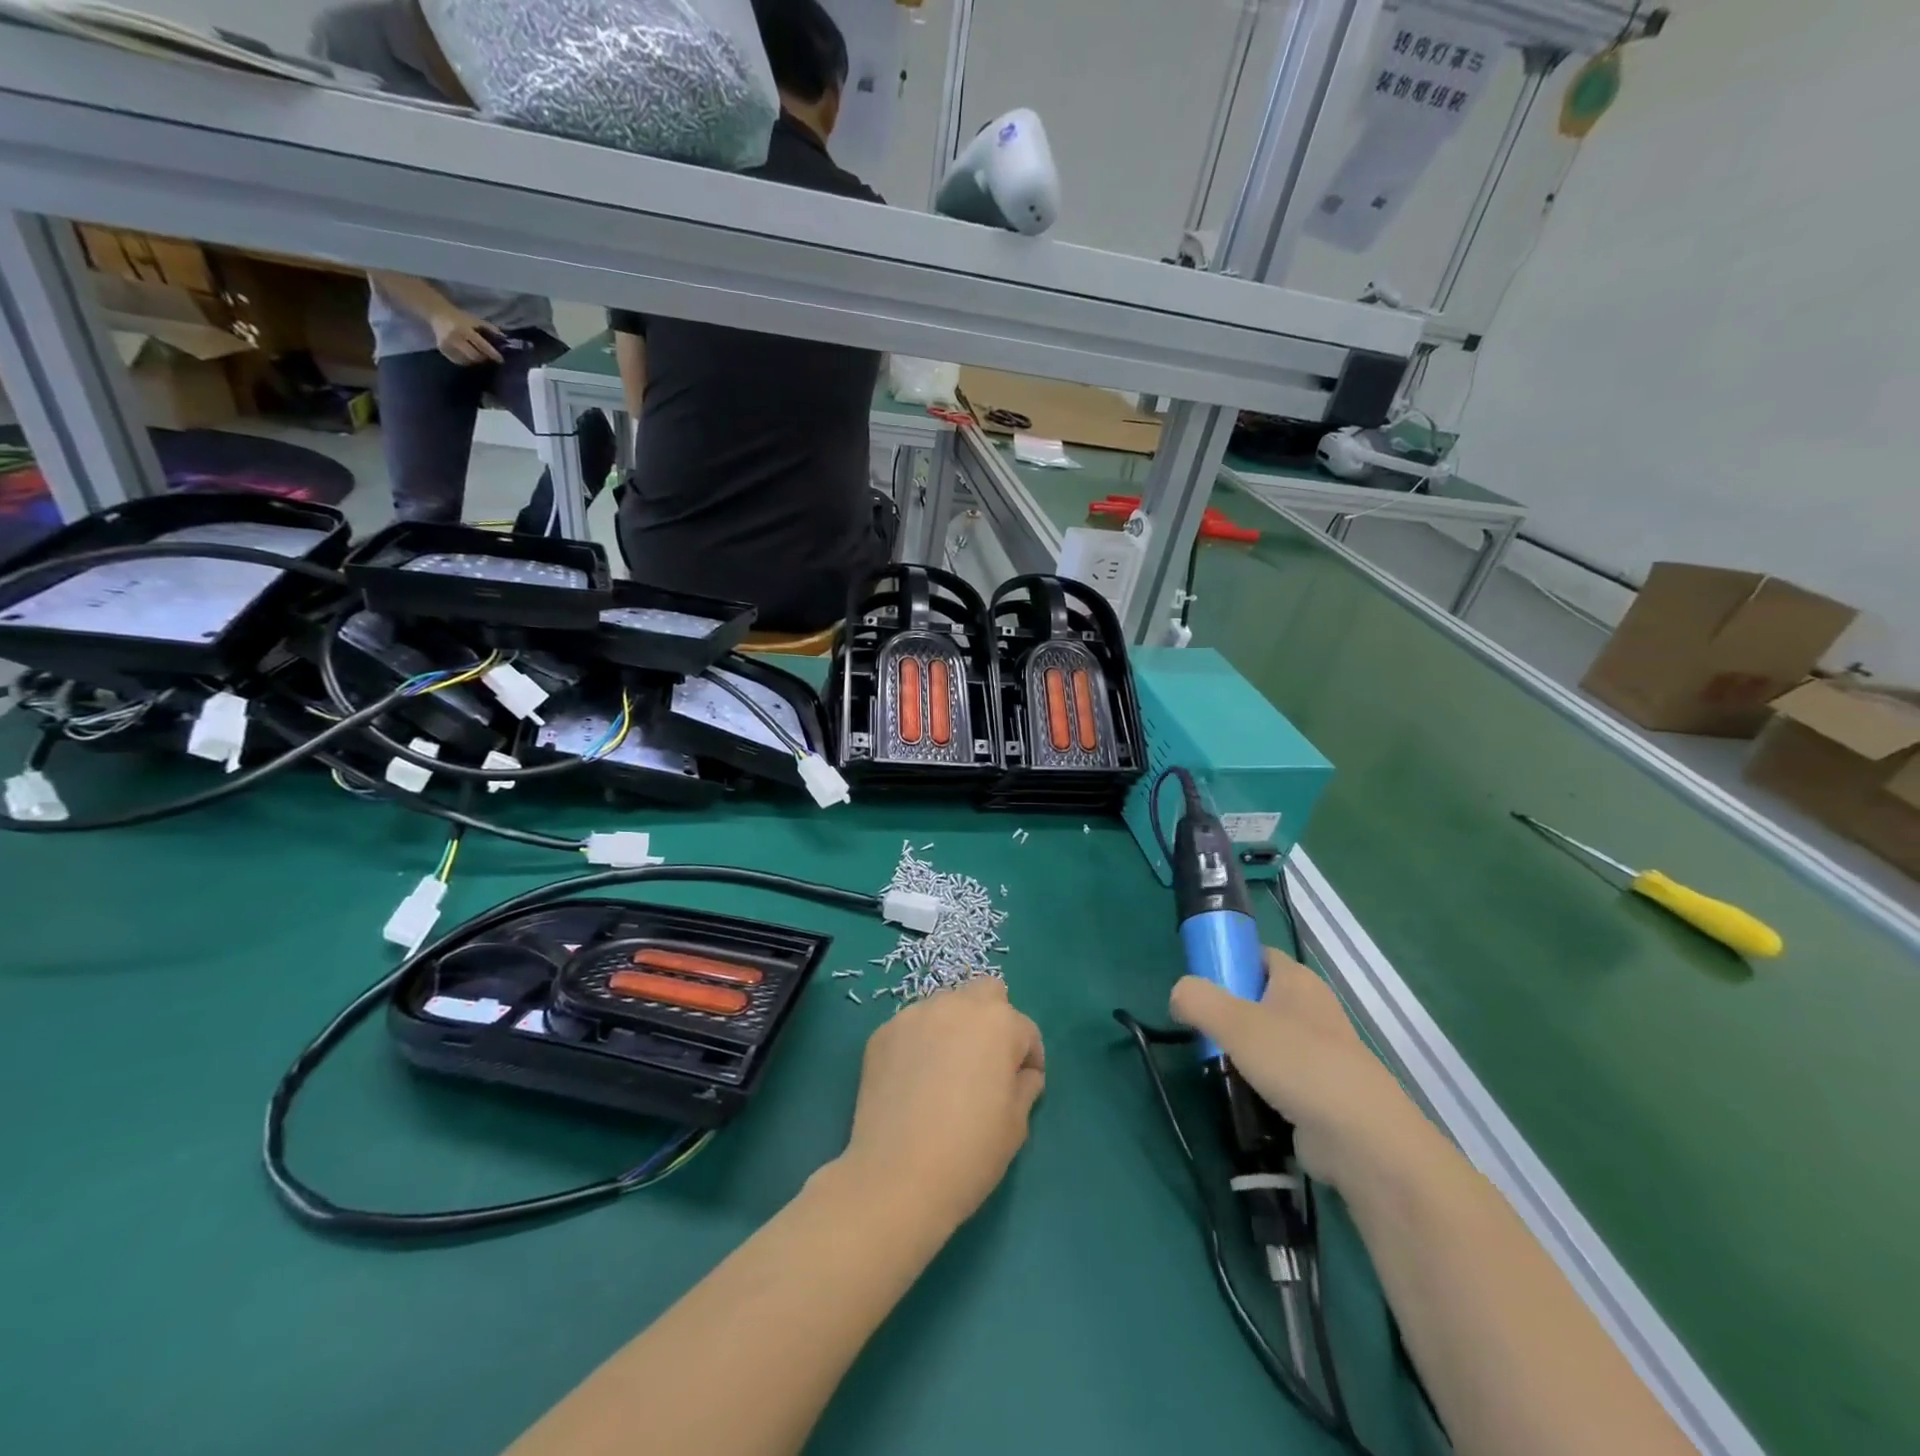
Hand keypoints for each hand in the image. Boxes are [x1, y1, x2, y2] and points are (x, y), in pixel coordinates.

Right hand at [430, 308, 504, 364]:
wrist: (438, 313)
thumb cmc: (460, 318)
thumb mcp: (475, 320)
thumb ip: (490, 329)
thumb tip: (505, 339)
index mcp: (464, 329)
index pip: (482, 345)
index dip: (493, 354)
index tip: (501, 360)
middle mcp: (455, 338)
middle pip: (475, 356)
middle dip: (484, 359)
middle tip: (489, 359)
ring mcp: (447, 345)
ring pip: (467, 360)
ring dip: (476, 361)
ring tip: (480, 358)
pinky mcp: (443, 350)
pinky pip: (459, 361)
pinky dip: (466, 361)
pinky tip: (469, 357)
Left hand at [836, 977, 1044, 1235]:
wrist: (898, 1177)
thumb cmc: (971, 1152)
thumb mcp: (1017, 1124)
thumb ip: (1025, 1085)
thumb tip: (1022, 1074)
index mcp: (999, 1023)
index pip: (1025, 1030)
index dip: (1028, 1059)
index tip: (1022, 1086)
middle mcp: (957, 1005)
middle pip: (985, 993)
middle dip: (993, 1020)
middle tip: (986, 1063)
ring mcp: (915, 1015)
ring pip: (945, 1006)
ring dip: (954, 1028)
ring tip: (945, 1073)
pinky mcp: (882, 1032)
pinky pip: (912, 1027)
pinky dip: (919, 1044)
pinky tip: (913, 1082)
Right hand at [1170, 948, 1429, 1191]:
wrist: (1362, 1139)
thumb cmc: (1298, 1064)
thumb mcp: (1235, 1022)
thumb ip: (1198, 1000)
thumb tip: (1178, 996)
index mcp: (1297, 981)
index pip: (1257, 955)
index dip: (1228, 962)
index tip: (1199, 987)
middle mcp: (1312, 1009)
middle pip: (1258, 999)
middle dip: (1228, 1014)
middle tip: (1201, 1032)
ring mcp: (1320, 1053)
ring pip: (1266, 1041)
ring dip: (1241, 1054)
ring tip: (1217, 1069)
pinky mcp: (1321, 1092)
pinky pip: (1279, 1078)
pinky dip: (1259, 1086)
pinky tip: (1242, 1098)